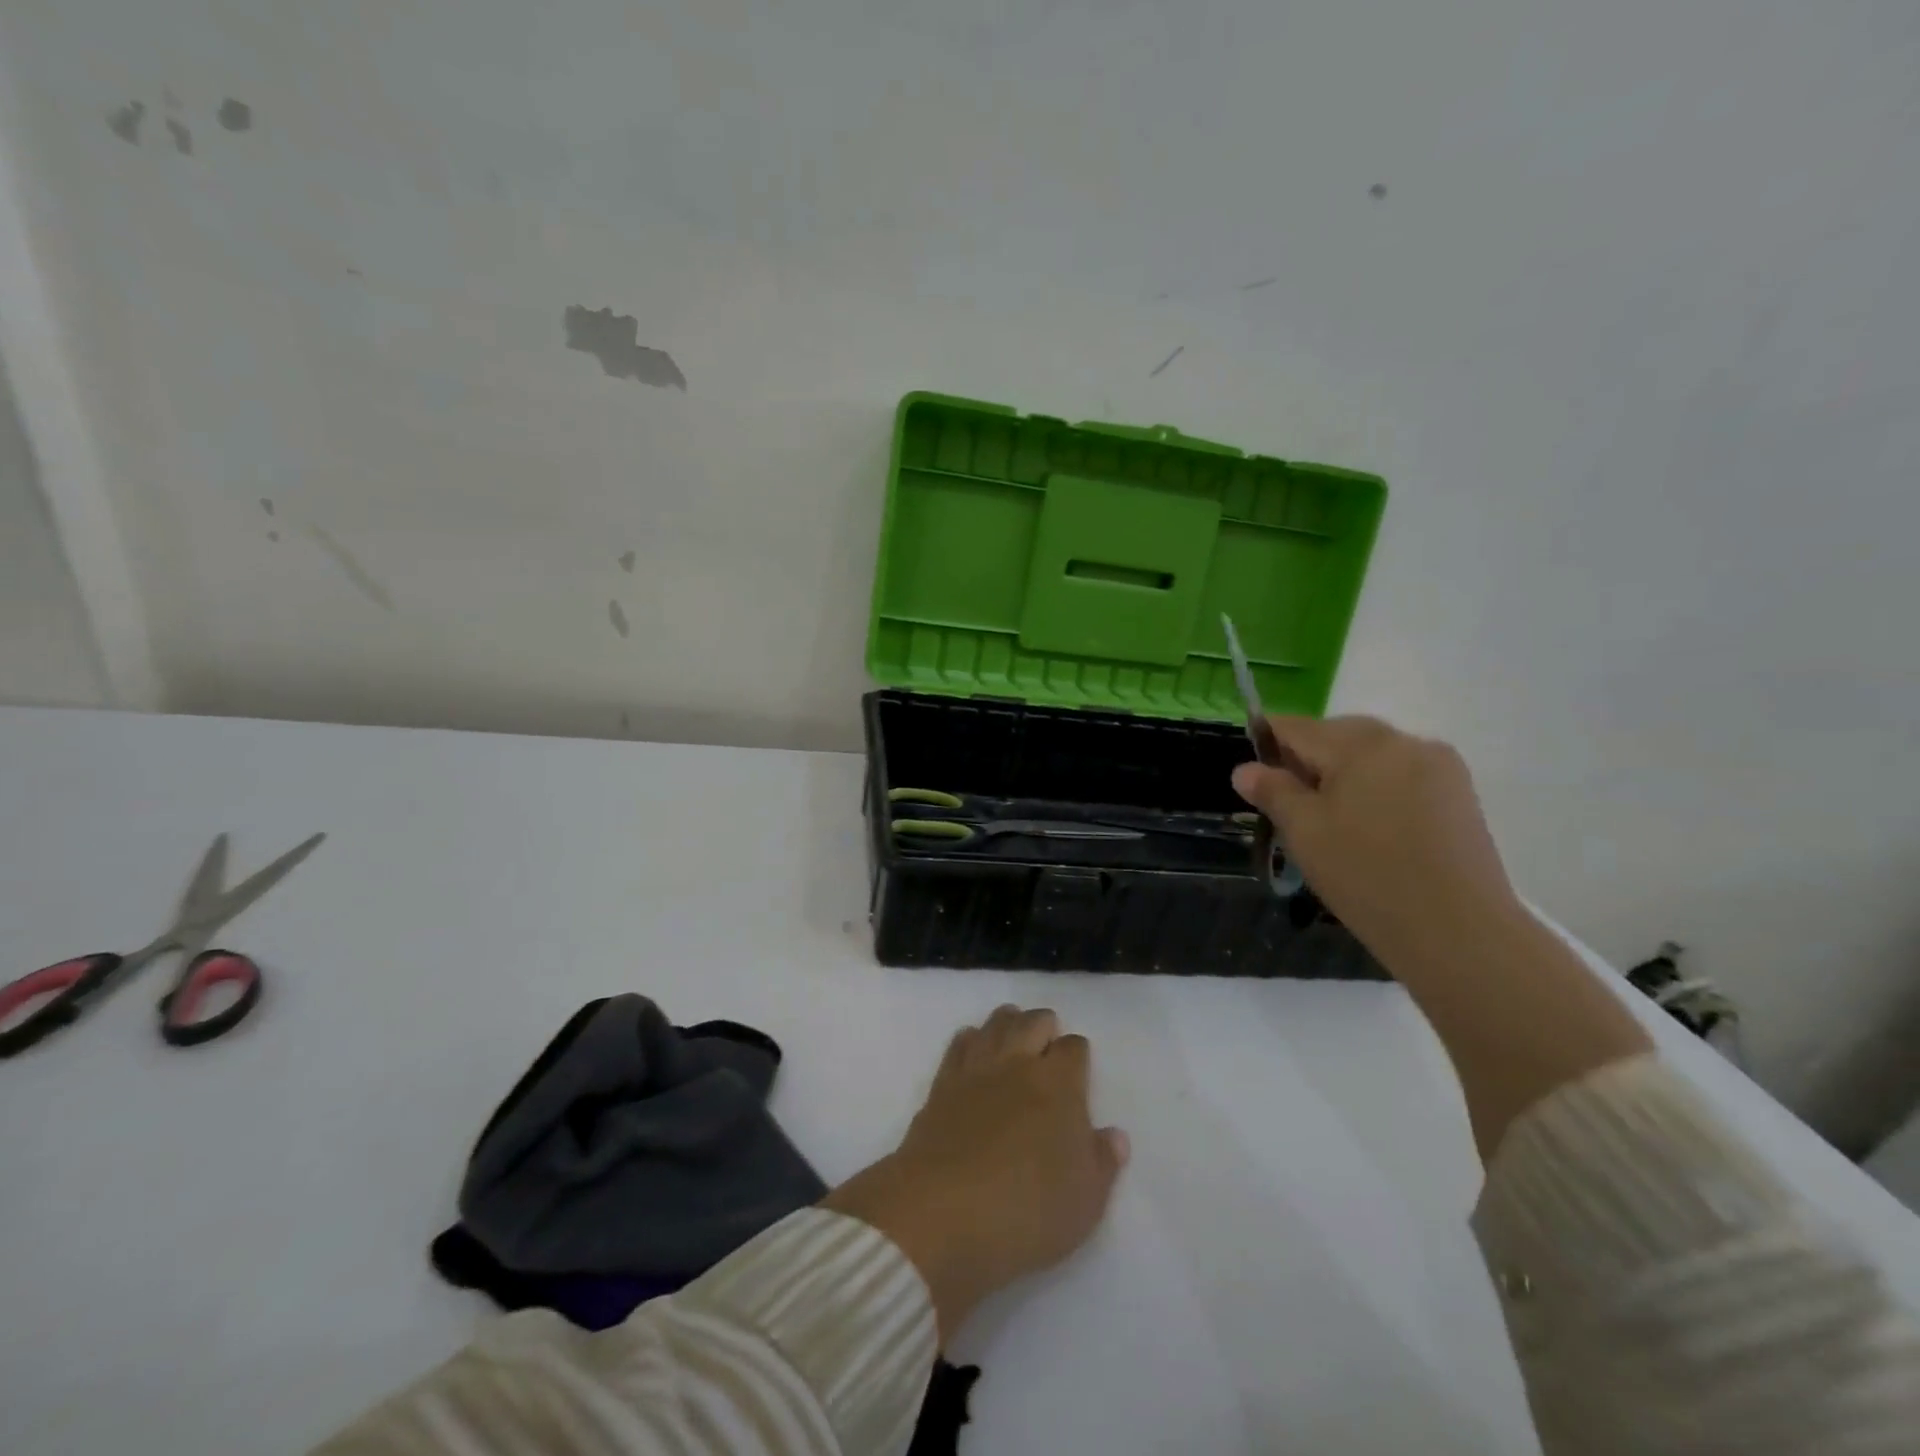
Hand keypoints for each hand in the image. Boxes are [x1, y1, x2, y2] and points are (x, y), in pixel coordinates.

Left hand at [823, 1006, 1127, 1340]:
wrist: (942, 1213)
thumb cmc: (1027, 1212)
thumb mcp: (1084, 1202)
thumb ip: (1102, 1163)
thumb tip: (1114, 1135)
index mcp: (1059, 1086)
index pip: (1073, 1049)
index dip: (1077, 1053)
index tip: (1078, 1065)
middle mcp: (1018, 1065)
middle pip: (1032, 1023)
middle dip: (1044, 1025)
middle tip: (1047, 1035)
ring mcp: (976, 1071)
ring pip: (995, 1025)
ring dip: (1008, 1021)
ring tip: (1013, 1026)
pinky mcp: (942, 1085)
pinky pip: (959, 1044)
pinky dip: (970, 1037)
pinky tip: (972, 1043)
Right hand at [1233, 716, 1520, 969]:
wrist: (1458, 931)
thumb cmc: (1366, 874)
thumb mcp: (1303, 831)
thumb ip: (1272, 791)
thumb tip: (1245, 769)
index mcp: (1361, 742)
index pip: (1297, 727)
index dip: (1266, 743)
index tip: (1252, 776)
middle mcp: (1404, 740)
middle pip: (1338, 737)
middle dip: (1308, 762)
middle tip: (1288, 808)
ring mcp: (1439, 767)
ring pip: (1371, 757)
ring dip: (1343, 778)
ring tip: (1330, 824)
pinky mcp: (1459, 796)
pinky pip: (1401, 777)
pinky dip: (1376, 792)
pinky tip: (1370, 832)